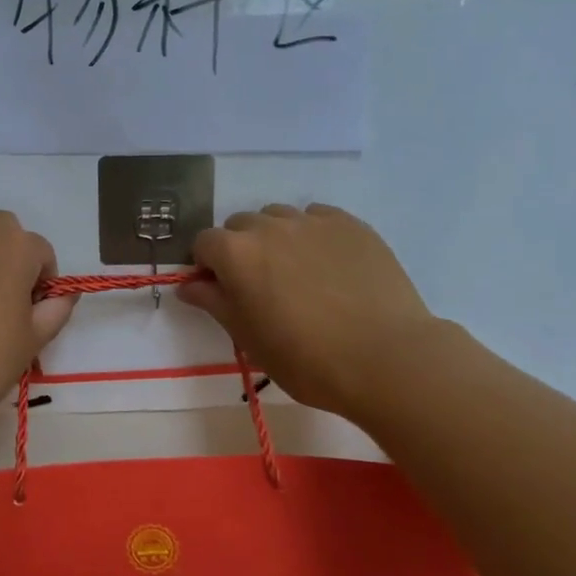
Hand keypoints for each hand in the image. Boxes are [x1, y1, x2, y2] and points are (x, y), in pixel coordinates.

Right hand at [179, 203, 437, 421]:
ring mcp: (312, 221)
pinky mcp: (350, 224)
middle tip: (261, 287)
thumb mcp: (249, 338)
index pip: (204, 243)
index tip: (222, 292)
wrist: (386, 358)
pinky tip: (328, 265)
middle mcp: (269, 226)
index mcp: (236, 254)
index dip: (208, 267)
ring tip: (298, 274)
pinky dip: (312, 234)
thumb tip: (188, 285)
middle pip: (240, 225)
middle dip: (240, 249)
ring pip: (278, 217)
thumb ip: (214, 303)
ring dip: (276, 238)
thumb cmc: (306, 359)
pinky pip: (317, 217)